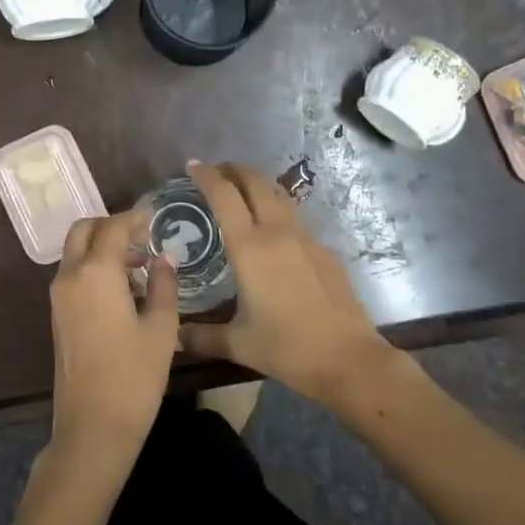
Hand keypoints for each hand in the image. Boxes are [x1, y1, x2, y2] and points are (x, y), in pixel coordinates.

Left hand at [44, 210, 179, 485]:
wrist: (93, 426)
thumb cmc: (134, 375)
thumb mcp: (162, 328)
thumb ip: (164, 284)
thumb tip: (165, 257)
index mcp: (96, 272)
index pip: (114, 227)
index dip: (135, 218)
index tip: (155, 218)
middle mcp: (70, 276)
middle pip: (84, 231)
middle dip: (111, 226)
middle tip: (142, 236)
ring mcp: (59, 296)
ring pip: (76, 252)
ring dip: (102, 247)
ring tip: (140, 264)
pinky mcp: (57, 315)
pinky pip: (74, 274)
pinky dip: (94, 267)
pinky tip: (124, 288)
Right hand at [181, 161, 391, 404]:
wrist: (349, 358)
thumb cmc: (288, 349)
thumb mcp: (239, 344)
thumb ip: (203, 337)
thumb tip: (175, 337)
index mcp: (250, 248)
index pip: (224, 196)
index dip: (206, 176)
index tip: (192, 166)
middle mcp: (277, 232)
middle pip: (255, 182)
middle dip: (234, 170)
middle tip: (216, 172)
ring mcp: (306, 238)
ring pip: (279, 195)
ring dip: (258, 184)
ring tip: (243, 192)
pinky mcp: (325, 250)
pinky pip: (296, 218)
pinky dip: (278, 210)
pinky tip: (274, 232)